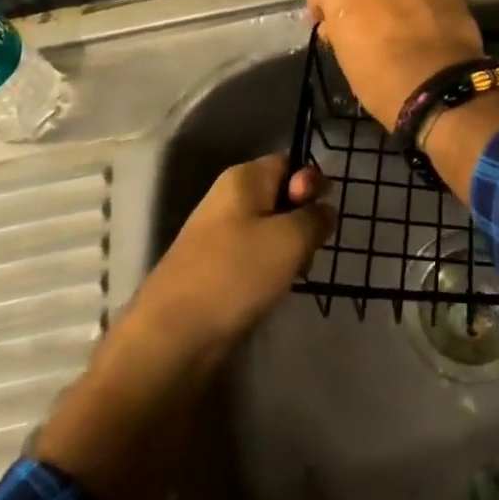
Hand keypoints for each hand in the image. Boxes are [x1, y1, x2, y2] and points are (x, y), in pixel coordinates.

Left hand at [135, 156, 333, 350]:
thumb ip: (316, 217)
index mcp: (243, 179)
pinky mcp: (216, 269)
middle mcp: (229, 199)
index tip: (319, 212)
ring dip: (289, 251)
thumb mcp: (291, 238)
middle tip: (308, 249)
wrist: (174, 336)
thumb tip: (324, 211)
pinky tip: (273, 291)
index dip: (310, 183)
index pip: (290, 163)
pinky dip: (270, 271)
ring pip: (272, 231)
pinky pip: (255, 258)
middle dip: (303, 221)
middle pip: (282, 197)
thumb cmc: (236, 273)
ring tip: (291, 275)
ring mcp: (220, 236)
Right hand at [305, 0, 484, 128]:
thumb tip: (338, 24)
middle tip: (366, 25)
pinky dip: (420, 1)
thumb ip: (338, 29)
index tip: (330, 30)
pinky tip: (425, 26)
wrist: (438, 82)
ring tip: (400, 26)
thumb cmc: (377, 73)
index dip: (324, 9)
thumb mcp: (343, 55)